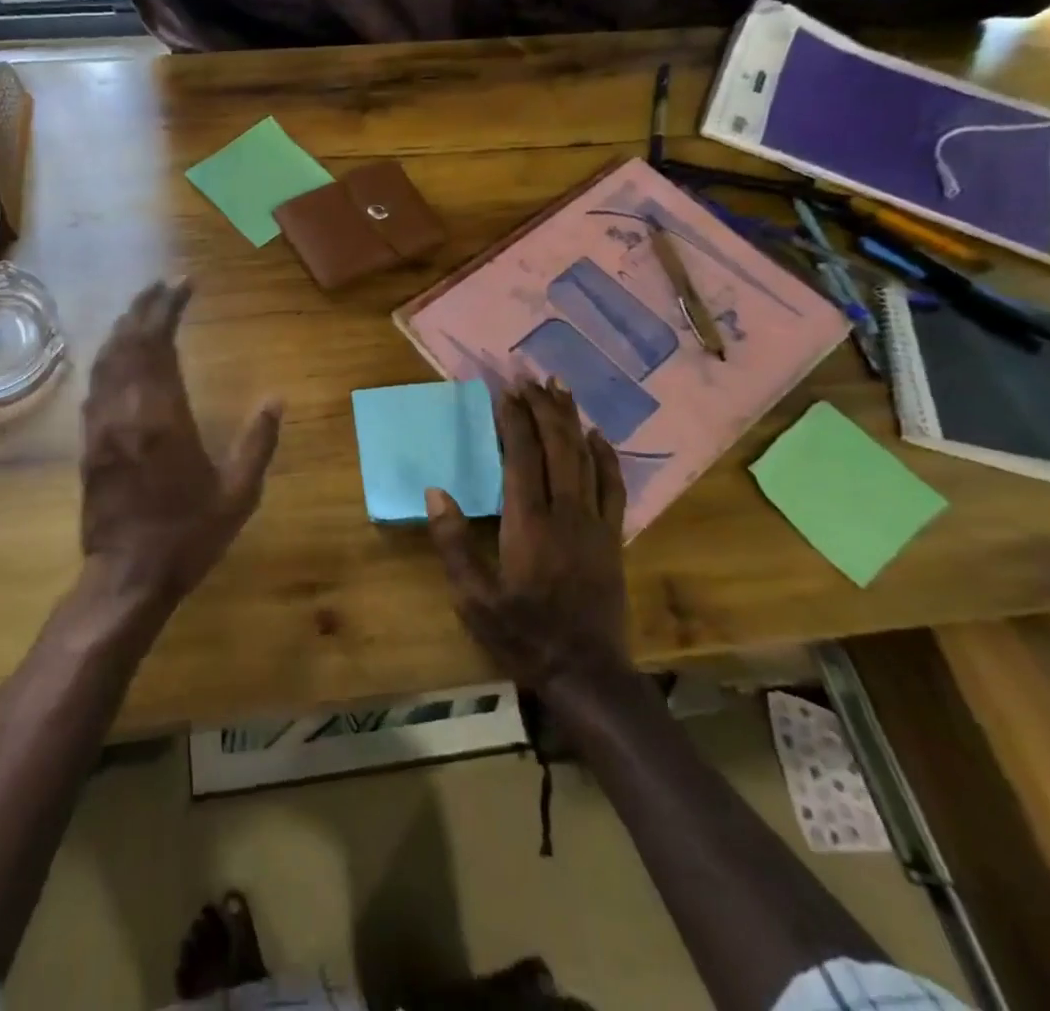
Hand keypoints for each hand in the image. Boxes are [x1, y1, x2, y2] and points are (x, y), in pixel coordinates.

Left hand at [79, 279, 282, 617]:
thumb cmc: (187, 535)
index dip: (168, 308)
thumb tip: (277, 398)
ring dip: (123, 328)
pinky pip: (94, 387)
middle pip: (128, 343)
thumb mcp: (238, 494)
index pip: (159, 344)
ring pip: (106, 361)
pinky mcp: (89, 444)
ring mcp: (101, 427)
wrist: (127, 577)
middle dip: (144, 307)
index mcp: (163, 417)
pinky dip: (107, 360)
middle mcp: (126, 411)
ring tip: (141, 309)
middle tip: (163, 284)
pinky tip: (116, 355)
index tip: (183, 284)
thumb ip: (257, 442)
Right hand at [424, 381, 629, 691]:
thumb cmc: (523, 635)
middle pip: (557, 447)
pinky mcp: (612, 537)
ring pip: (586, 459)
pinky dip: (606, 456)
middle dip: (543, 407)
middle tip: (531, 375)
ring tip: (561, 389)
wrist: (586, 673)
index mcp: (529, 523)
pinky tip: (598, 436)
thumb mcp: (474, 598)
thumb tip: (435, 491)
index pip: (522, 456)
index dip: (514, 419)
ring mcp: (595, 523)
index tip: (505, 389)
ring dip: (572, 420)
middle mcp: (566, 513)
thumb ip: (454, 543)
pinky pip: (613, 486)